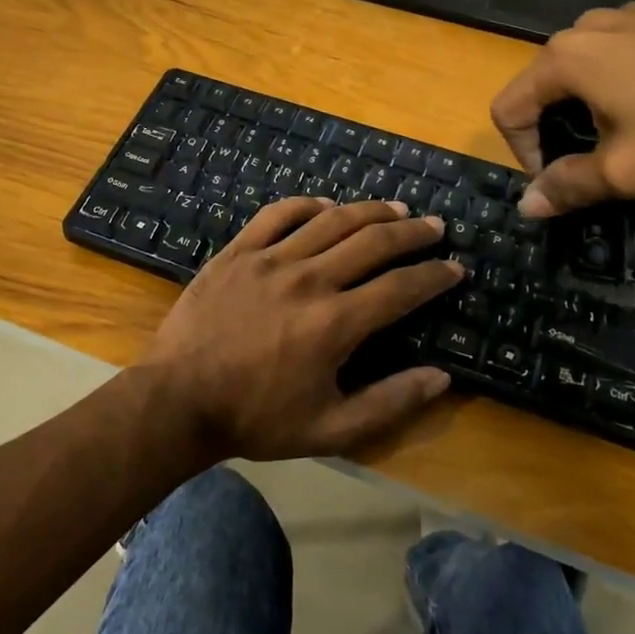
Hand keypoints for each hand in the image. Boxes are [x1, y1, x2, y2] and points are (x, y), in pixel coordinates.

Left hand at [138, 198, 464, 460]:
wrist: (179, 399)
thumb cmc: (256, 419)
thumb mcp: (330, 429)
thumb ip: (390, 402)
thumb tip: (442, 378)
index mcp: (335, 323)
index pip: (401, 288)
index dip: (434, 276)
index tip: (455, 268)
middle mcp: (309, 280)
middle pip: (373, 242)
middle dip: (412, 233)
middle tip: (435, 226)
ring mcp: (270, 259)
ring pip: (331, 220)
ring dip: (370, 210)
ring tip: (396, 209)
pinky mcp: (238, 251)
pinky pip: (278, 214)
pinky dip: (307, 204)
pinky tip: (325, 205)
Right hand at [490, 2, 634, 216]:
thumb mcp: (625, 171)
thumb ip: (567, 187)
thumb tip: (526, 206)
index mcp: (563, 59)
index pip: (508, 108)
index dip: (522, 152)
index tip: (560, 178)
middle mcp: (586, 27)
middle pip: (544, 84)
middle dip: (559, 126)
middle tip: (597, 158)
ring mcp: (628, 13)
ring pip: (585, 64)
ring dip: (592, 100)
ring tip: (634, 128)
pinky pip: (625, 47)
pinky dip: (628, 75)